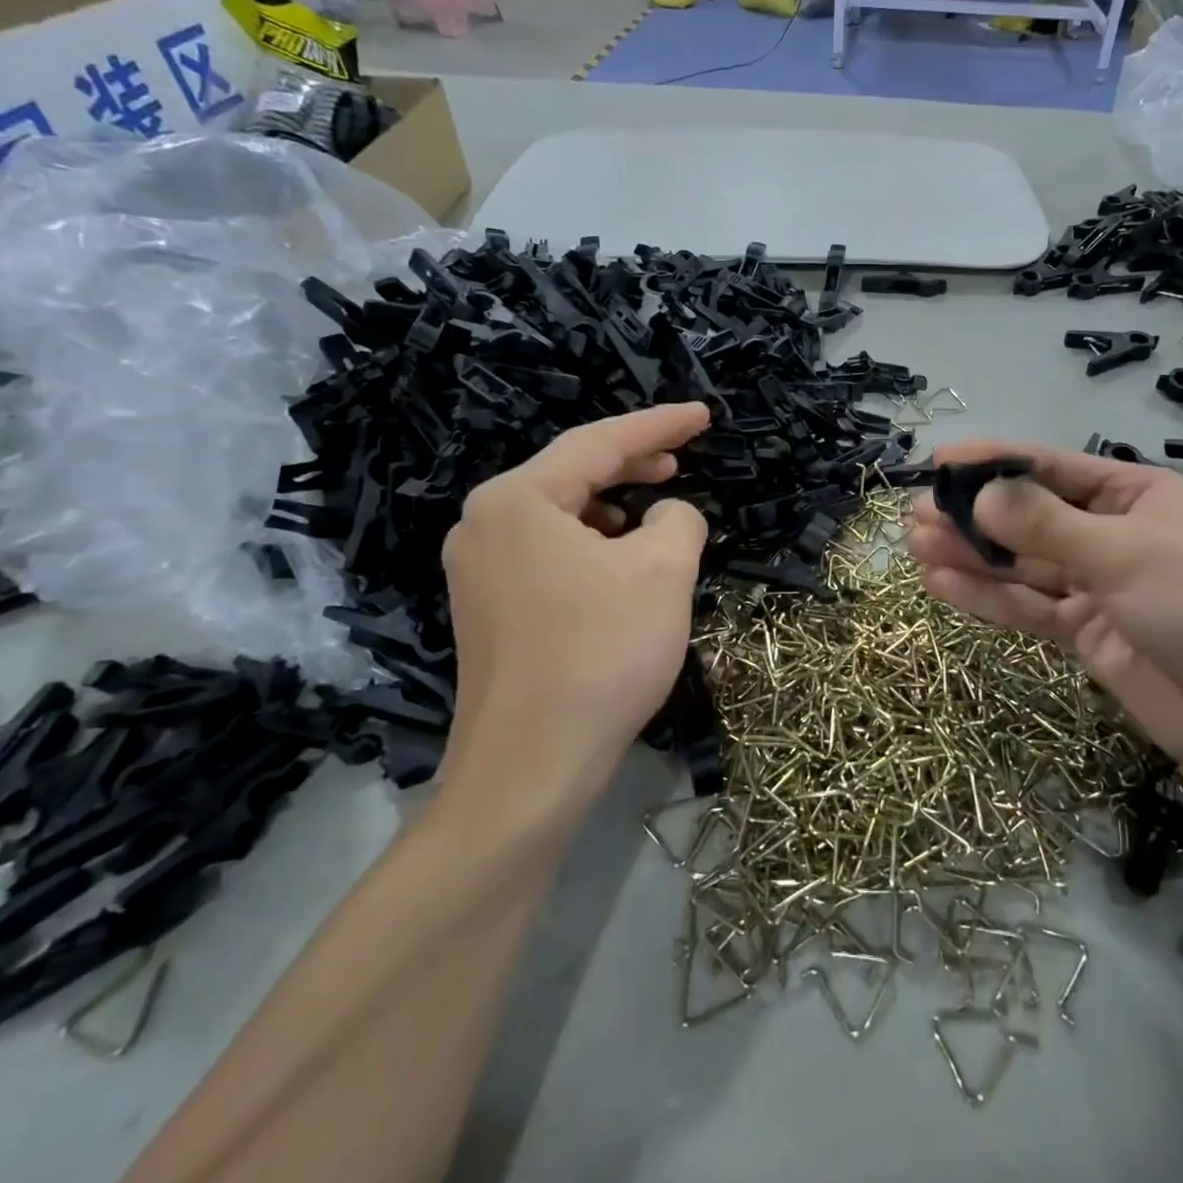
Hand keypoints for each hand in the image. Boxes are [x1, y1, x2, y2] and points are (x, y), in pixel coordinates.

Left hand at [439, 403, 710, 836]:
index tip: (703, 415)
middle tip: (681, 459)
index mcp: (517, 499)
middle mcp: (484, 523)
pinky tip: (619, 563)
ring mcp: (478, 569)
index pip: (600, 442)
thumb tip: (667, 515)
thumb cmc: (601, 653)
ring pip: (560, 516)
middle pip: (572, 473)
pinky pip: (548, 552)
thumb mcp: (663, 571)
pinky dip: (591, 544)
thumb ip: (678, 520)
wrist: (531, 767)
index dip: (660, 424)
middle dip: (633, 463)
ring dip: (613, 507)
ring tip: (655, 514)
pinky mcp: (487, 609)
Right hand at [906, 441, 1182, 796]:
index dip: (995, 462)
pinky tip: (940, 584)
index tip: (940, 460)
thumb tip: (978, 495)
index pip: (1052, 468)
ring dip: (971, 555)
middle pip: (1029, 517)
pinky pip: (1028, 607)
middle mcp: (1112, 535)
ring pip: (1022, 564)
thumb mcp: (1127, 554)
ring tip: (915, 546)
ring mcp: (1097, 587)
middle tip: (914, 515)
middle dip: (973, 515)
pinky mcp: (1085, 634)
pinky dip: (987, 596)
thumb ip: (1046, 525)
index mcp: (1135, 496)